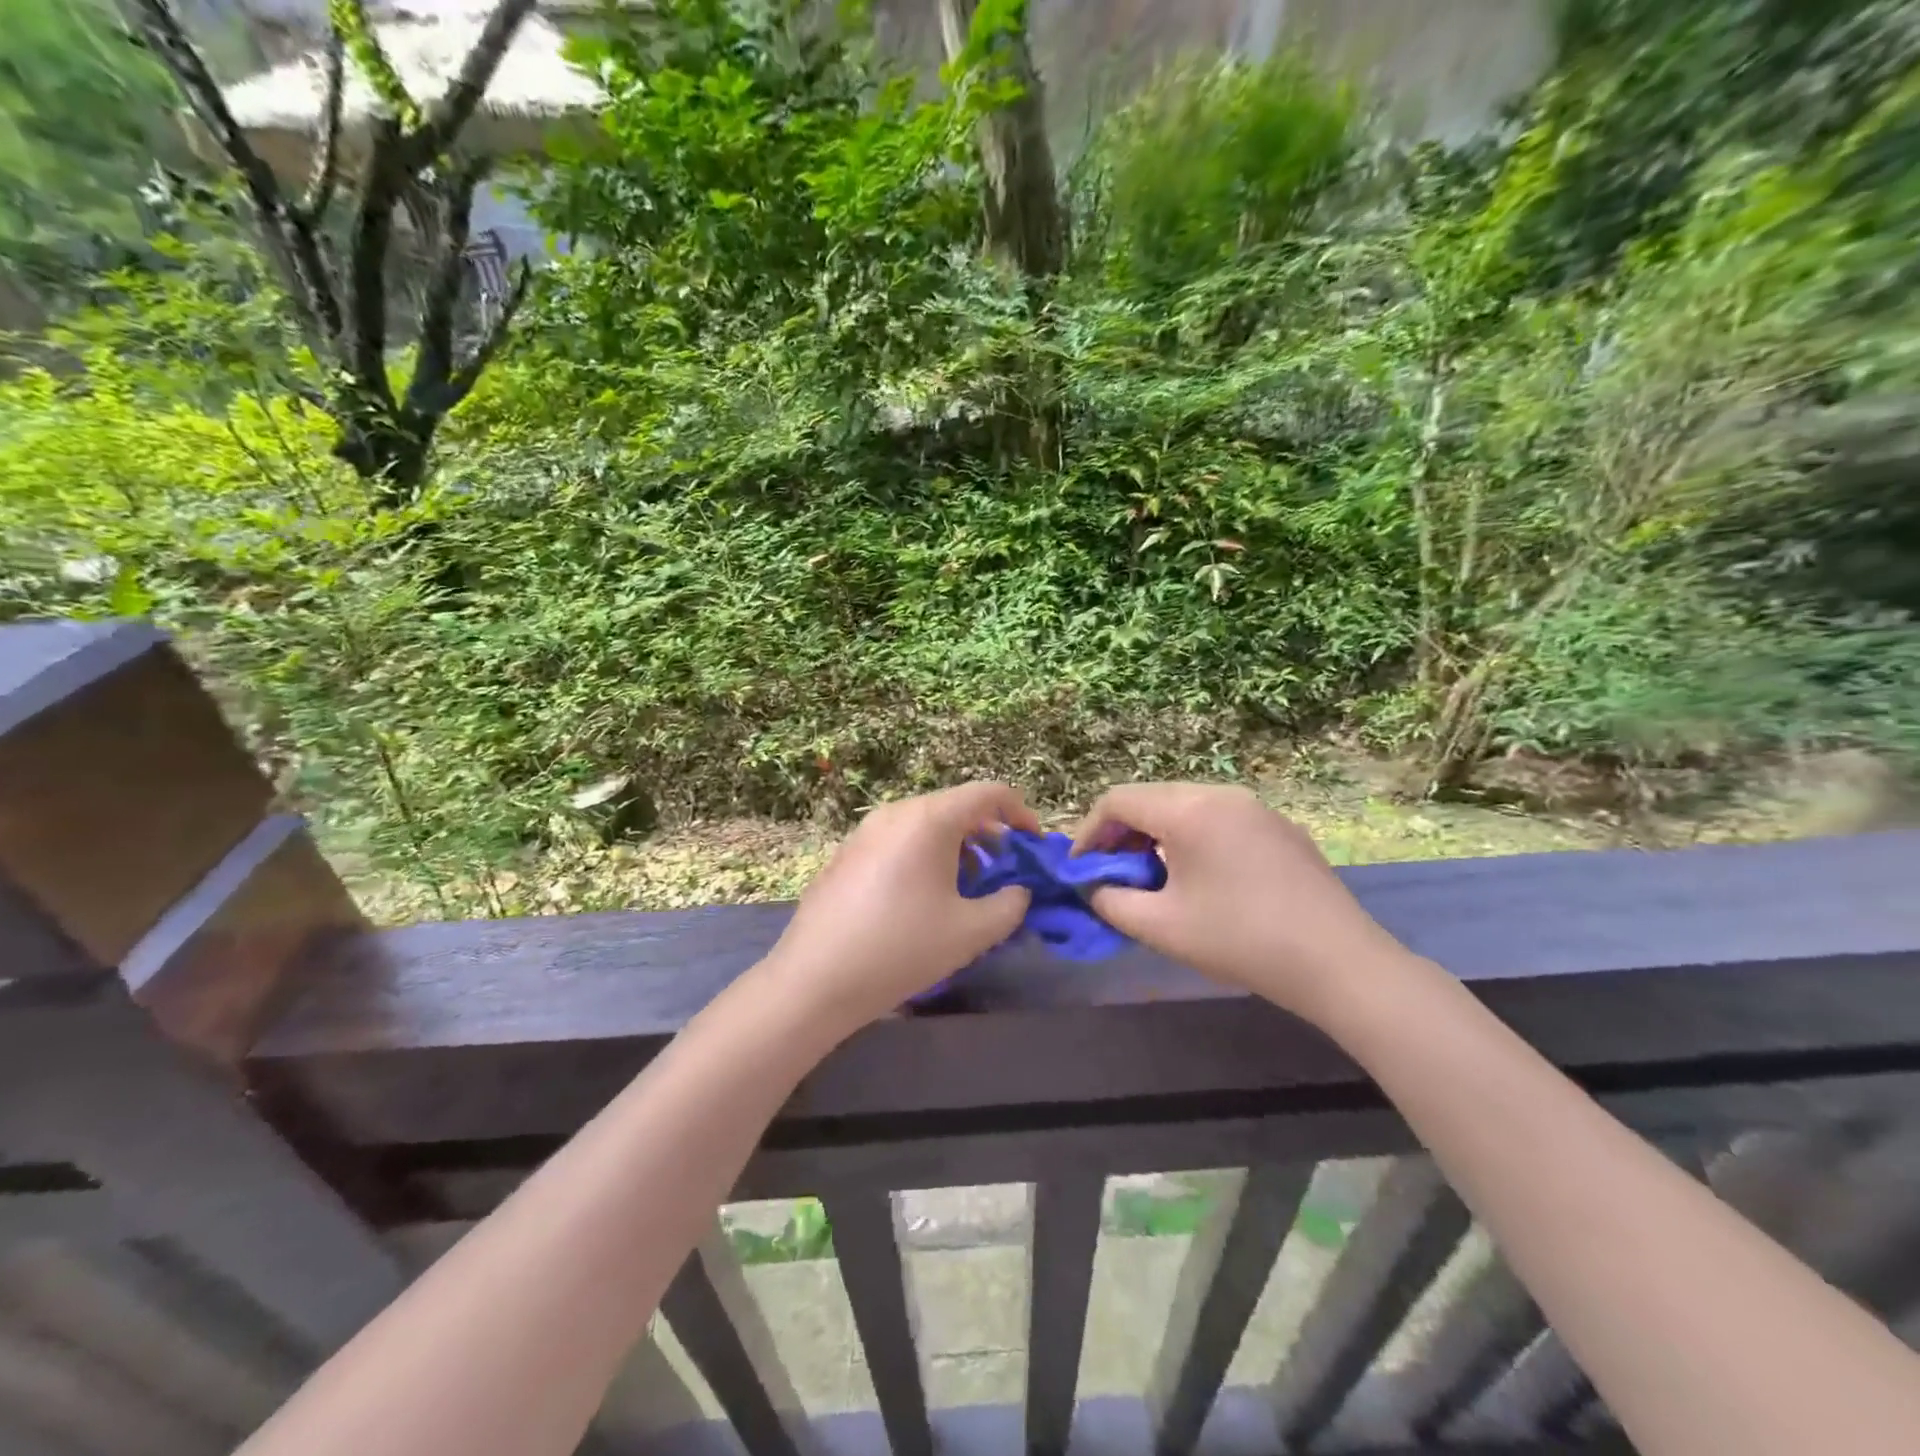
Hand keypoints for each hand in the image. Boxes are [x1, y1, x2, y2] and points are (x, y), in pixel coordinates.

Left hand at [765, 782, 1039, 1031]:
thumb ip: (1010, 905)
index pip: (987, 793)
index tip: (1034, 844)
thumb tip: (1019, 892)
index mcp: (929, 819)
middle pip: (955, 807)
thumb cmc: (902, 948)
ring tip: (967, 889)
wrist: (815, 979)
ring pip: (924, 825)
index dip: (1020, 812)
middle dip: (989, 835)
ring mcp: (865, 832)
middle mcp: (895, 813)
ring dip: (956, 848)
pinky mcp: (846, 854)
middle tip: (1004, 871)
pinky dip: (924, 856)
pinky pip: (898, 841)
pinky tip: (922, 899)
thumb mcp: (971, 932)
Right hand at [1074, 783, 1412, 1022]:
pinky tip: (1202, 880)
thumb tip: (1093, 887)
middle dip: (1121, 834)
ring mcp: (1256, 808)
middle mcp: (1221, 795)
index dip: (1088, 833)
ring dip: (1156, 836)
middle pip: (1151, 799)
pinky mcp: (1280, 827)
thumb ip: (1110, 901)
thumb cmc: (1239, 940)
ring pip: (1186, 807)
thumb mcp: (1159, 927)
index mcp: (1188, 810)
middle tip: (1112, 875)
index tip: (1080, 870)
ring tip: (1153, 879)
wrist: (1338, 962)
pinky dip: (1193, 839)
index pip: (1117, 801)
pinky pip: (1219, 819)